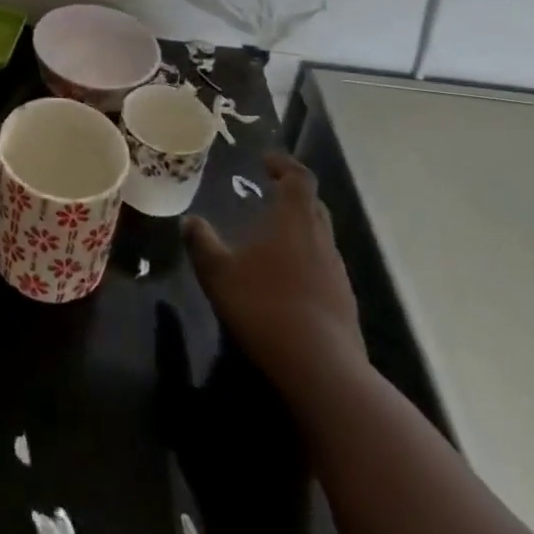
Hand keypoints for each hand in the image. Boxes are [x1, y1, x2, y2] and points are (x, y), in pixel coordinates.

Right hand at [184, 153, 366, 402]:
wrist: (323, 372)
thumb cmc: (267, 307)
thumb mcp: (219, 274)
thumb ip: (202, 243)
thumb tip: (189, 221)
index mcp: (295, 221)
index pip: (299, 178)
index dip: (284, 164)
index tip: (266, 161)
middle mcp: (322, 240)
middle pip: (314, 206)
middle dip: (293, 195)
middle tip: (268, 194)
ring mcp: (338, 274)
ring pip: (320, 238)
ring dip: (299, 231)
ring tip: (271, 239)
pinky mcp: (344, 305)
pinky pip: (324, 269)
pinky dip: (305, 262)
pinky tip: (285, 281)